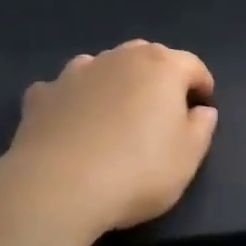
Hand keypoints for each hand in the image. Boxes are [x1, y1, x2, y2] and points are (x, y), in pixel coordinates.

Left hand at [3, 40, 218, 235]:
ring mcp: (76, 73)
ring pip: (104, 65)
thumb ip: (201, 128)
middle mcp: (119, 58)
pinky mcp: (42, 95)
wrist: (57, 188)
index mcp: (162, 67)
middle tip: (162, 109)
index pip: (192, 65)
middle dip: (159, 77)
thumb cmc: (137, 171)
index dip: (202, 85)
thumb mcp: (187, 158)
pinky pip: (65, 89)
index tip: (204, 107)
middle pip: (148, 56)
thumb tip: (201, 111)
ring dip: (114, 81)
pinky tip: (71, 122)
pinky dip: (73, 99)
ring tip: (115, 112)